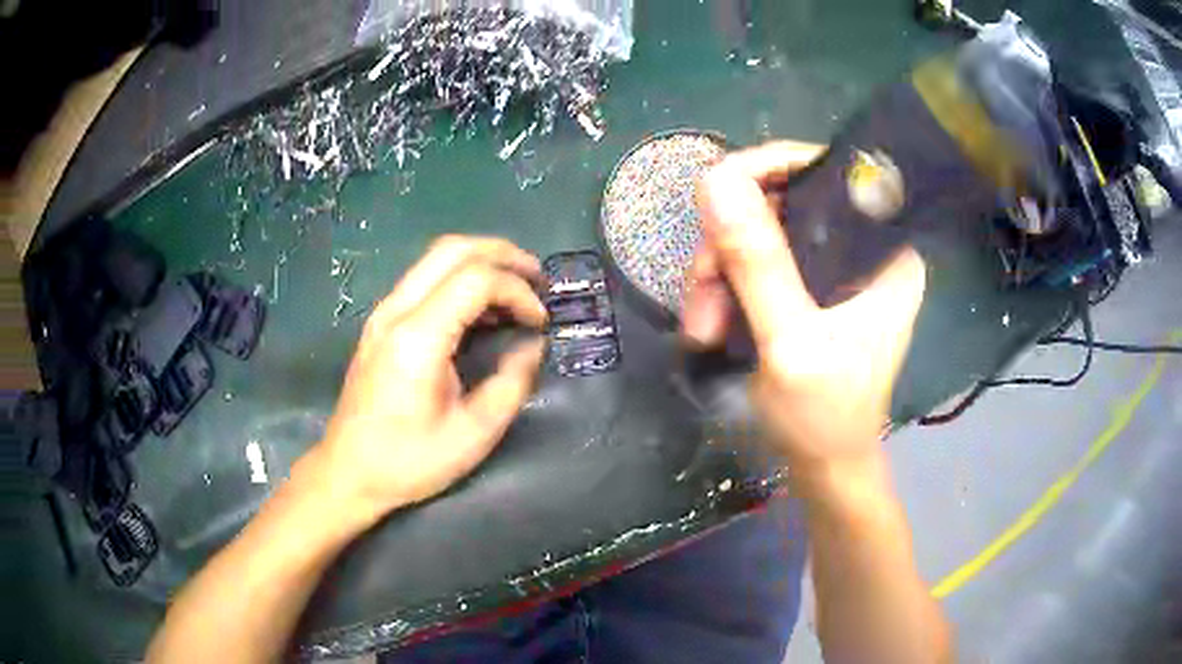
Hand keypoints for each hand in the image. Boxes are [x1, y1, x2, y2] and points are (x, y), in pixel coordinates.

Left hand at [307, 236, 547, 524]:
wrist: (349, 472)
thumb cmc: (409, 461)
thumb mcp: (474, 434)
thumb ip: (512, 383)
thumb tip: (532, 345)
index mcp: (417, 338)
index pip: (476, 279)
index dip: (518, 291)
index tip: (540, 322)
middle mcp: (396, 312)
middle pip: (453, 249)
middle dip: (504, 254)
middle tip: (539, 279)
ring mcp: (384, 313)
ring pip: (437, 258)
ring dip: (483, 262)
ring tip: (518, 290)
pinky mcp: (382, 323)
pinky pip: (426, 279)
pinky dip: (462, 279)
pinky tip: (484, 309)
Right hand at [683, 142, 926, 470]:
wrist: (823, 470)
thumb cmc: (823, 418)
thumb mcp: (791, 343)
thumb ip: (758, 263)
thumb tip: (715, 179)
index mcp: (885, 251)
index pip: (829, 174)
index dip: (770, 169)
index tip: (716, 193)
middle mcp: (863, 250)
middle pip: (784, 203)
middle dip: (730, 242)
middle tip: (699, 289)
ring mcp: (834, 270)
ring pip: (760, 235)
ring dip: (718, 274)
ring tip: (699, 326)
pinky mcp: (809, 291)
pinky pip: (755, 264)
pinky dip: (724, 290)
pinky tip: (708, 326)